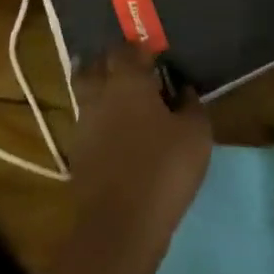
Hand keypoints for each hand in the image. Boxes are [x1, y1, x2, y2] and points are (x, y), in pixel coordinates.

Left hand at [70, 43, 213, 239]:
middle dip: (112, 64)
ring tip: (129, 104)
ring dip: (104, 93)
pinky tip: (120, 135)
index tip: (156, 56)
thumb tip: (183, 89)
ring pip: (88, 95)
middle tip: (135, 73)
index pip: (125, 49)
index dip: (140, 49)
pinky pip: (88, 123)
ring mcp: (82, 124)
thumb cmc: (164, 169)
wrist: (120, 224)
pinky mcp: (77, 152)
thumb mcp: (196, 134)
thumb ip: (191, 104)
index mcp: (126, 82)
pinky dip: (101, 122)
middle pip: (96, 66)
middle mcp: (98, 95)